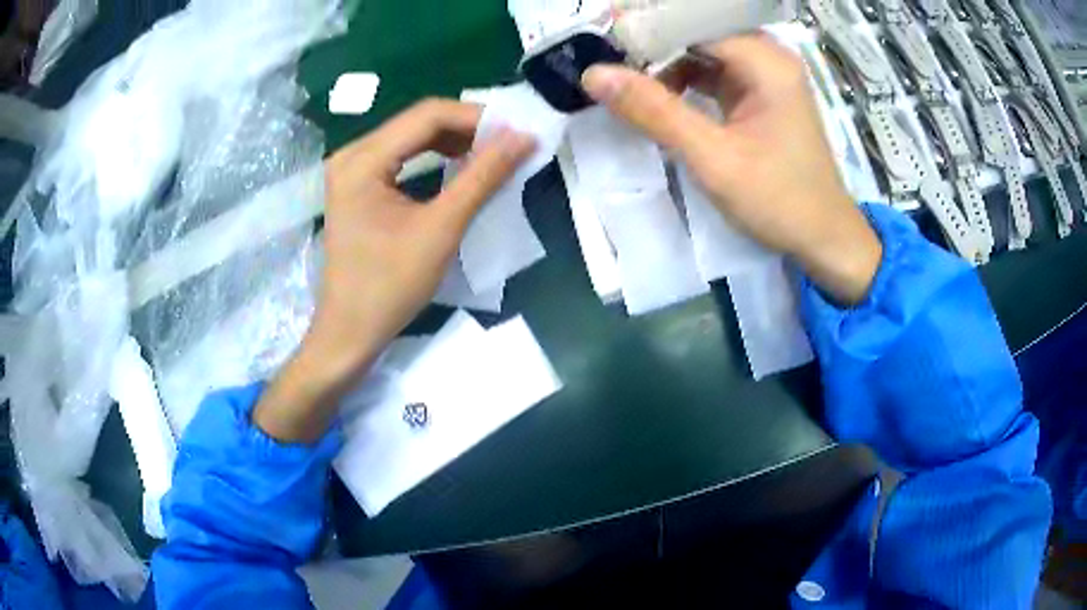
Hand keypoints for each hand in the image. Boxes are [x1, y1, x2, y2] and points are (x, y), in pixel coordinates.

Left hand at [255, 99, 534, 441]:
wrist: (350, 332)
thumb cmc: (390, 287)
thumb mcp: (441, 229)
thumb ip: (483, 177)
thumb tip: (524, 138)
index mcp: (362, 160)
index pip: (428, 115)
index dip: (477, 118)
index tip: (518, 132)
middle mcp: (352, 154)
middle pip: (418, 122)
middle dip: (468, 129)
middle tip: (510, 143)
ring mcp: (352, 169)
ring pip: (412, 137)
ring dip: (454, 141)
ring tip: (493, 154)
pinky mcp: (358, 185)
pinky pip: (402, 156)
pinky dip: (435, 157)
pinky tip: (461, 166)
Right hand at [581, 34, 881, 304]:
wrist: (824, 239)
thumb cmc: (779, 200)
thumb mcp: (713, 158)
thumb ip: (655, 112)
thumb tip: (593, 74)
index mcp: (765, 61)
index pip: (693, 23)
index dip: (645, 31)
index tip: (602, 46)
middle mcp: (768, 57)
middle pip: (698, 34)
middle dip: (653, 46)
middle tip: (608, 62)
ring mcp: (766, 76)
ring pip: (703, 53)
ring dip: (666, 65)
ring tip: (627, 82)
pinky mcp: (761, 95)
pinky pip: (714, 74)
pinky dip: (685, 82)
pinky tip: (661, 99)